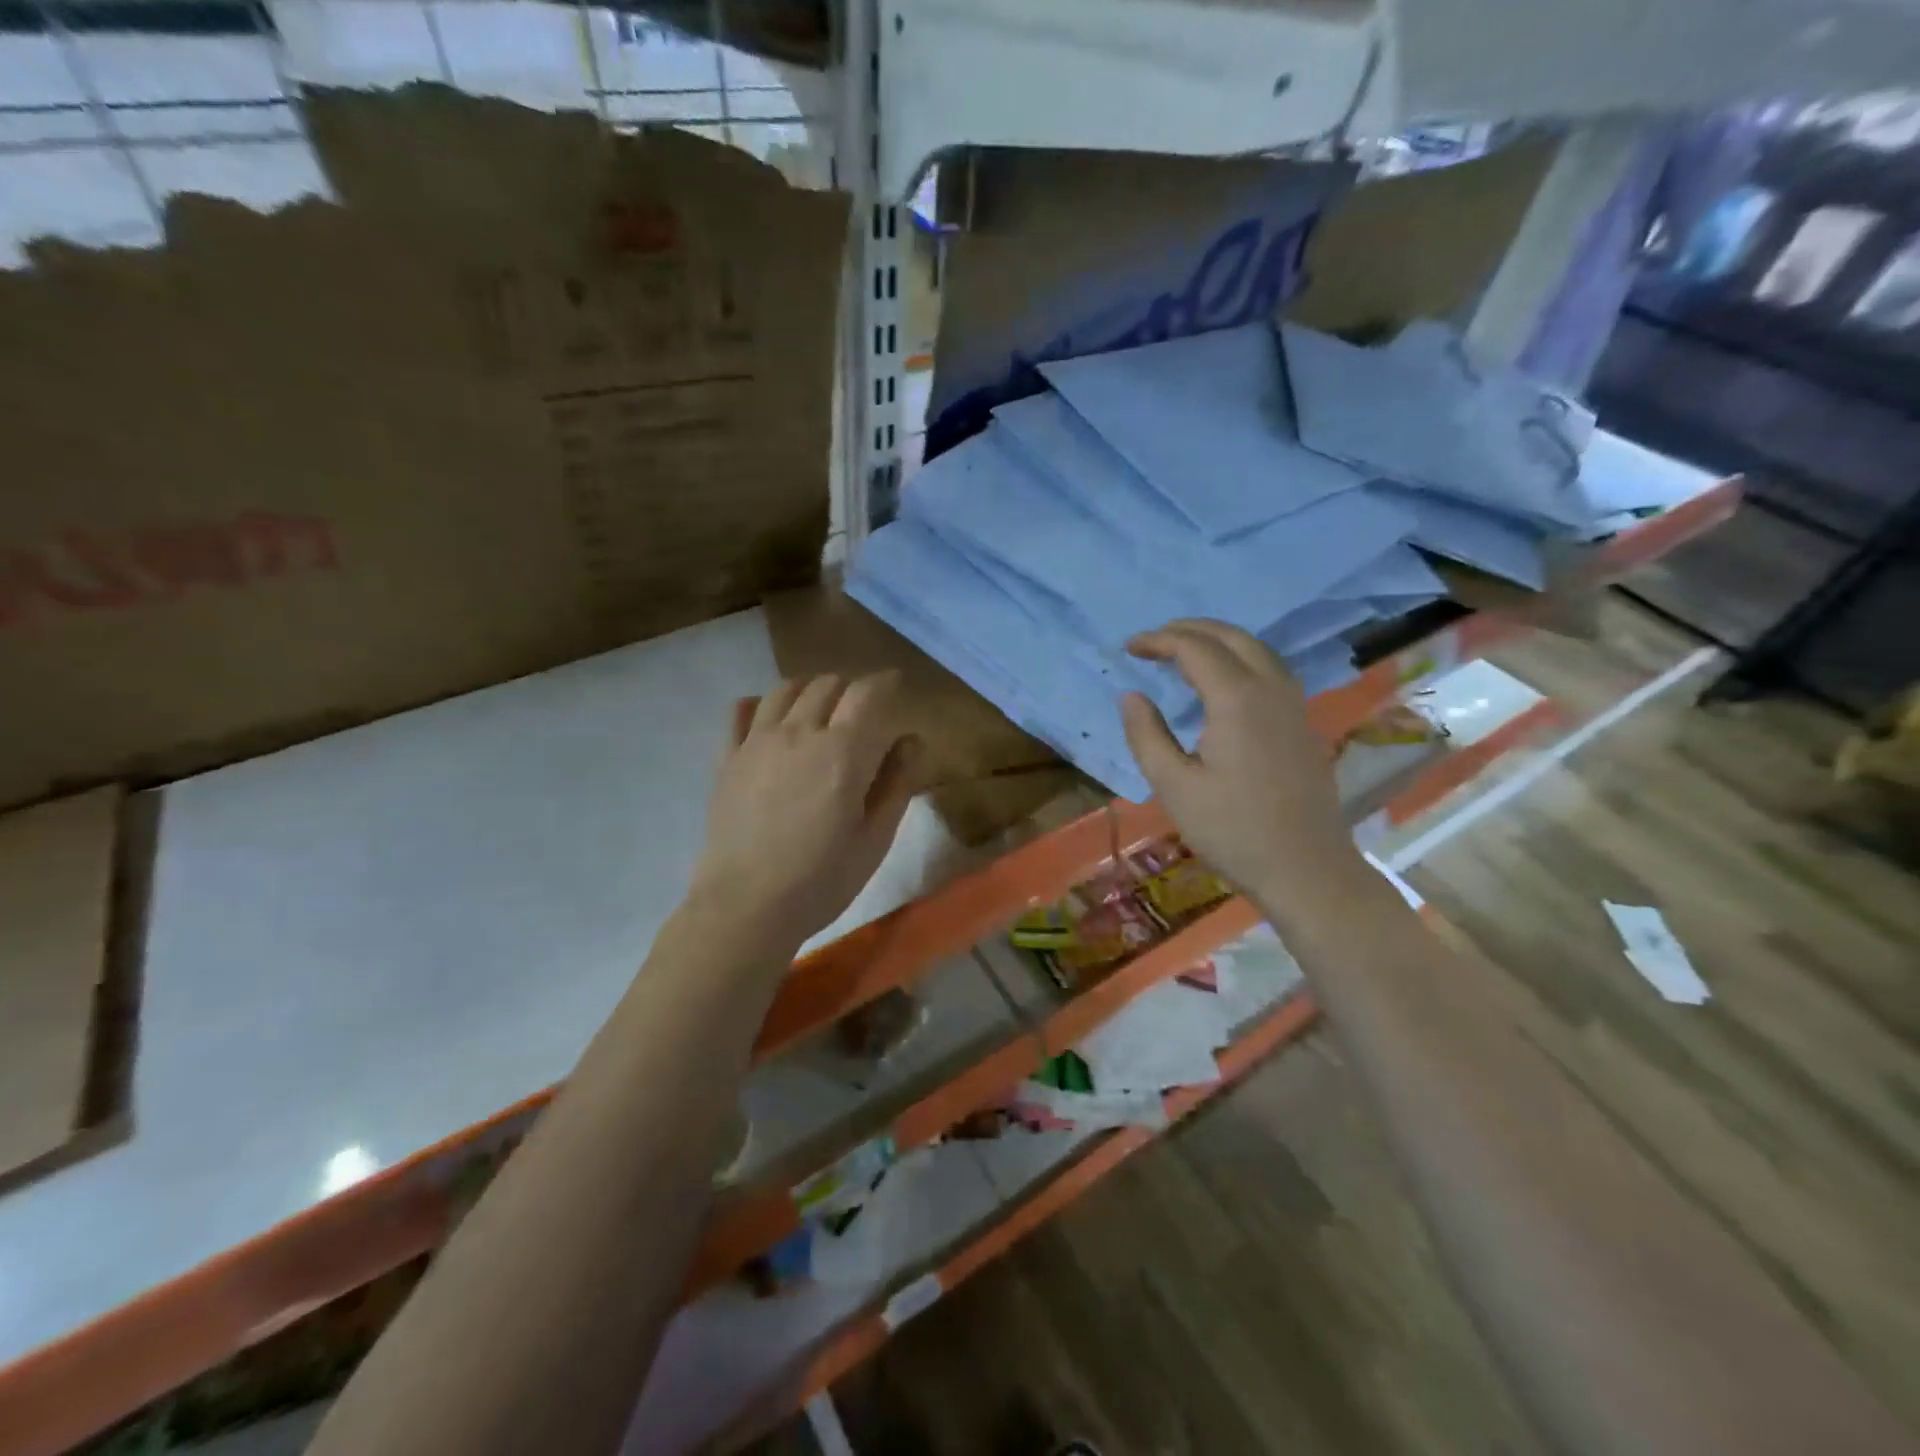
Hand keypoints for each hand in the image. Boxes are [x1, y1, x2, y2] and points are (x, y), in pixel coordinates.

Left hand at [690, 672, 920, 953]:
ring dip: (810, 690)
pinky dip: (760, 704)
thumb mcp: (875, 839)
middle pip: (828, 685)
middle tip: (862, 710)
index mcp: (843, 752)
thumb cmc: (821, 879)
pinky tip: (768, 716)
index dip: (886, 683)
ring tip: (819, 708)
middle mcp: (799, 733)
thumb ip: (897, 783)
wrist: (745, 906)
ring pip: (785, 690)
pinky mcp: (727, 758)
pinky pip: (741, 711)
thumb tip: (911, 740)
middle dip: (851, 688)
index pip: (868, 693)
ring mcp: (757, 742)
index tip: (896, 686)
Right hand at [1119, 620, 1365, 915]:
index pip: (1194, 648)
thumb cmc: (1232, 830)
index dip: (1158, 641)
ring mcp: (1294, 705)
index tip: (1129, 648)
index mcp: (1236, 699)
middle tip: (1154, 642)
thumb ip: (1147, 735)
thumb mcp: (1174, 786)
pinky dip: (1239, 659)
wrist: (1306, 869)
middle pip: (1231, 637)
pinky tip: (1222, 683)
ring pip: (1256, 649)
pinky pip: (1270, 670)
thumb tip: (1131, 696)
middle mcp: (1270, 688)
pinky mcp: (1302, 723)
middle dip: (1189, 630)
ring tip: (1183, 654)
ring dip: (1217, 641)